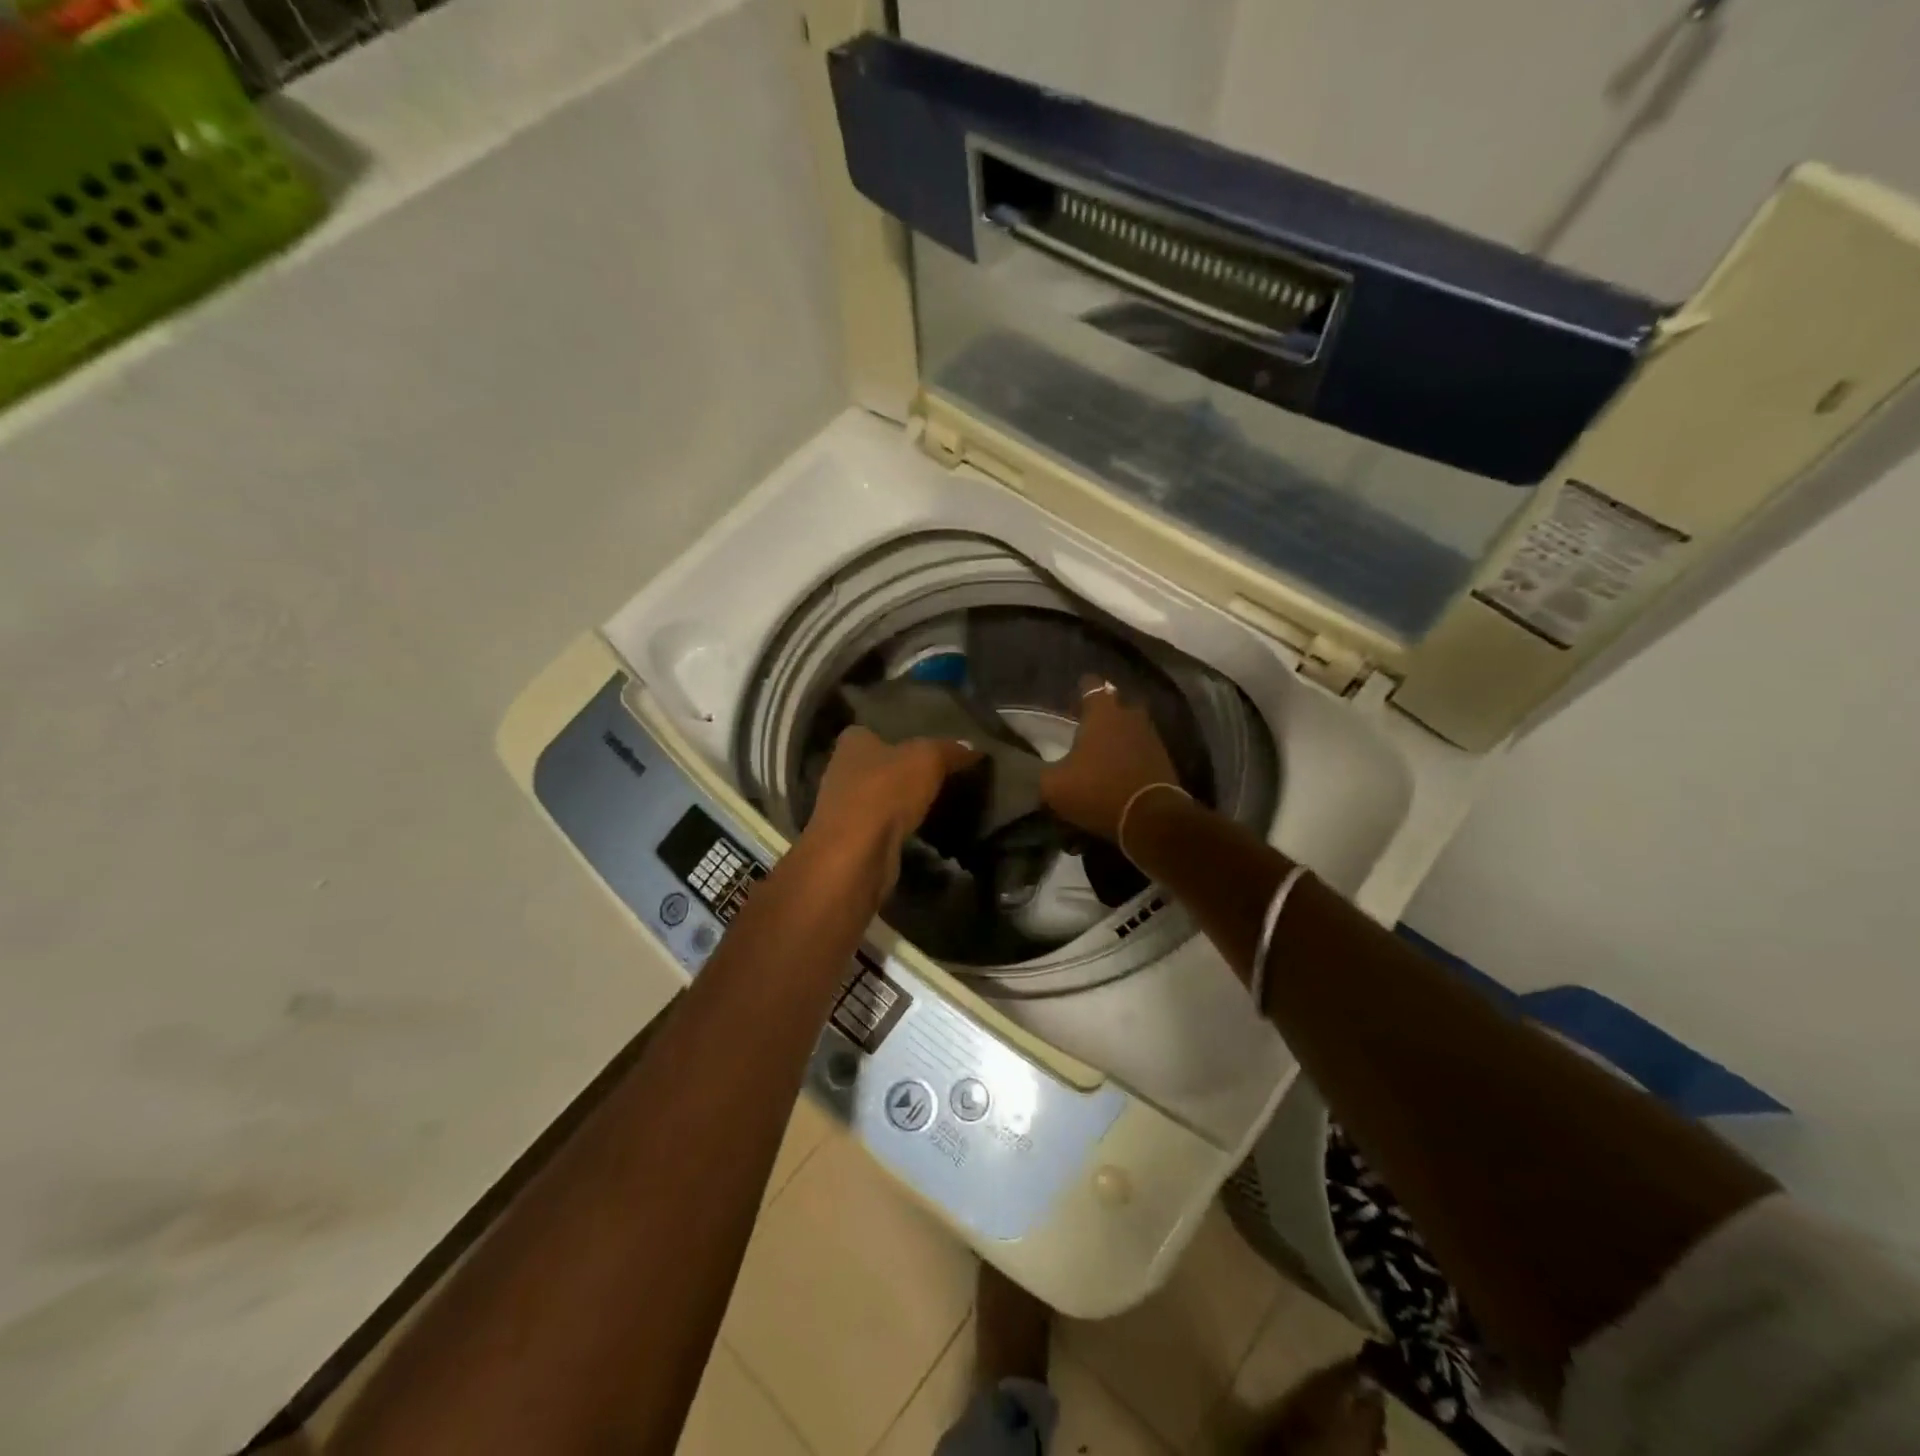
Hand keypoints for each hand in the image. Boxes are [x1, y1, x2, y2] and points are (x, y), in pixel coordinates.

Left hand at [804, 726, 981, 898]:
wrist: (856, 853)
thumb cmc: (885, 791)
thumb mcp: (927, 759)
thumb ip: (949, 750)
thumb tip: (973, 746)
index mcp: (852, 742)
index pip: (872, 730)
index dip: (897, 735)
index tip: (925, 745)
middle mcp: (840, 770)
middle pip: (876, 765)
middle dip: (901, 770)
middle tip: (938, 773)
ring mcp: (843, 808)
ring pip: (879, 797)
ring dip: (900, 801)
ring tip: (936, 801)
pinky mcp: (852, 839)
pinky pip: (882, 825)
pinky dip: (898, 826)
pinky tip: (921, 829)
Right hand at [1039, 677, 1181, 842]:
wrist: (1150, 818)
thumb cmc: (1097, 790)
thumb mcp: (1054, 785)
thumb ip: (1045, 772)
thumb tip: (1041, 771)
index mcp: (1102, 713)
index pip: (1091, 685)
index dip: (1081, 690)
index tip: (1072, 700)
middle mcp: (1130, 716)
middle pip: (1116, 705)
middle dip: (1103, 714)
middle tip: (1087, 729)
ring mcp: (1151, 737)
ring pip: (1131, 728)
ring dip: (1118, 737)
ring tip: (1102, 753)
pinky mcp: (1164, 760)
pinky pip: (1142, 750)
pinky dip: (1130, 757)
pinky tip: (1118, 771)